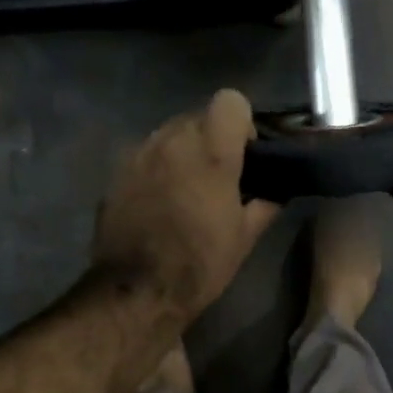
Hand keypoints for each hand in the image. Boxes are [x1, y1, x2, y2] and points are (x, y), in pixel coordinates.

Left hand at [92, 89, 280, 324]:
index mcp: (210, 151)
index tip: (244, 155)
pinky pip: (145, 156)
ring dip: (182, 152)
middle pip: (197, 116)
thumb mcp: (245, 238)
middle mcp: (171, 140)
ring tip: (186, 191)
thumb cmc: (199, 264)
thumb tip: (277, 190)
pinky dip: (157, 169)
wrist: (136, 291)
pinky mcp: (116, 172)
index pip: (230, 100)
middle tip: (218, 178)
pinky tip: (158, 203)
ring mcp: (139, 154)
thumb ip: (266, 203)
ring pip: (168, 134)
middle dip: (211, 139)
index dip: (241, 124)